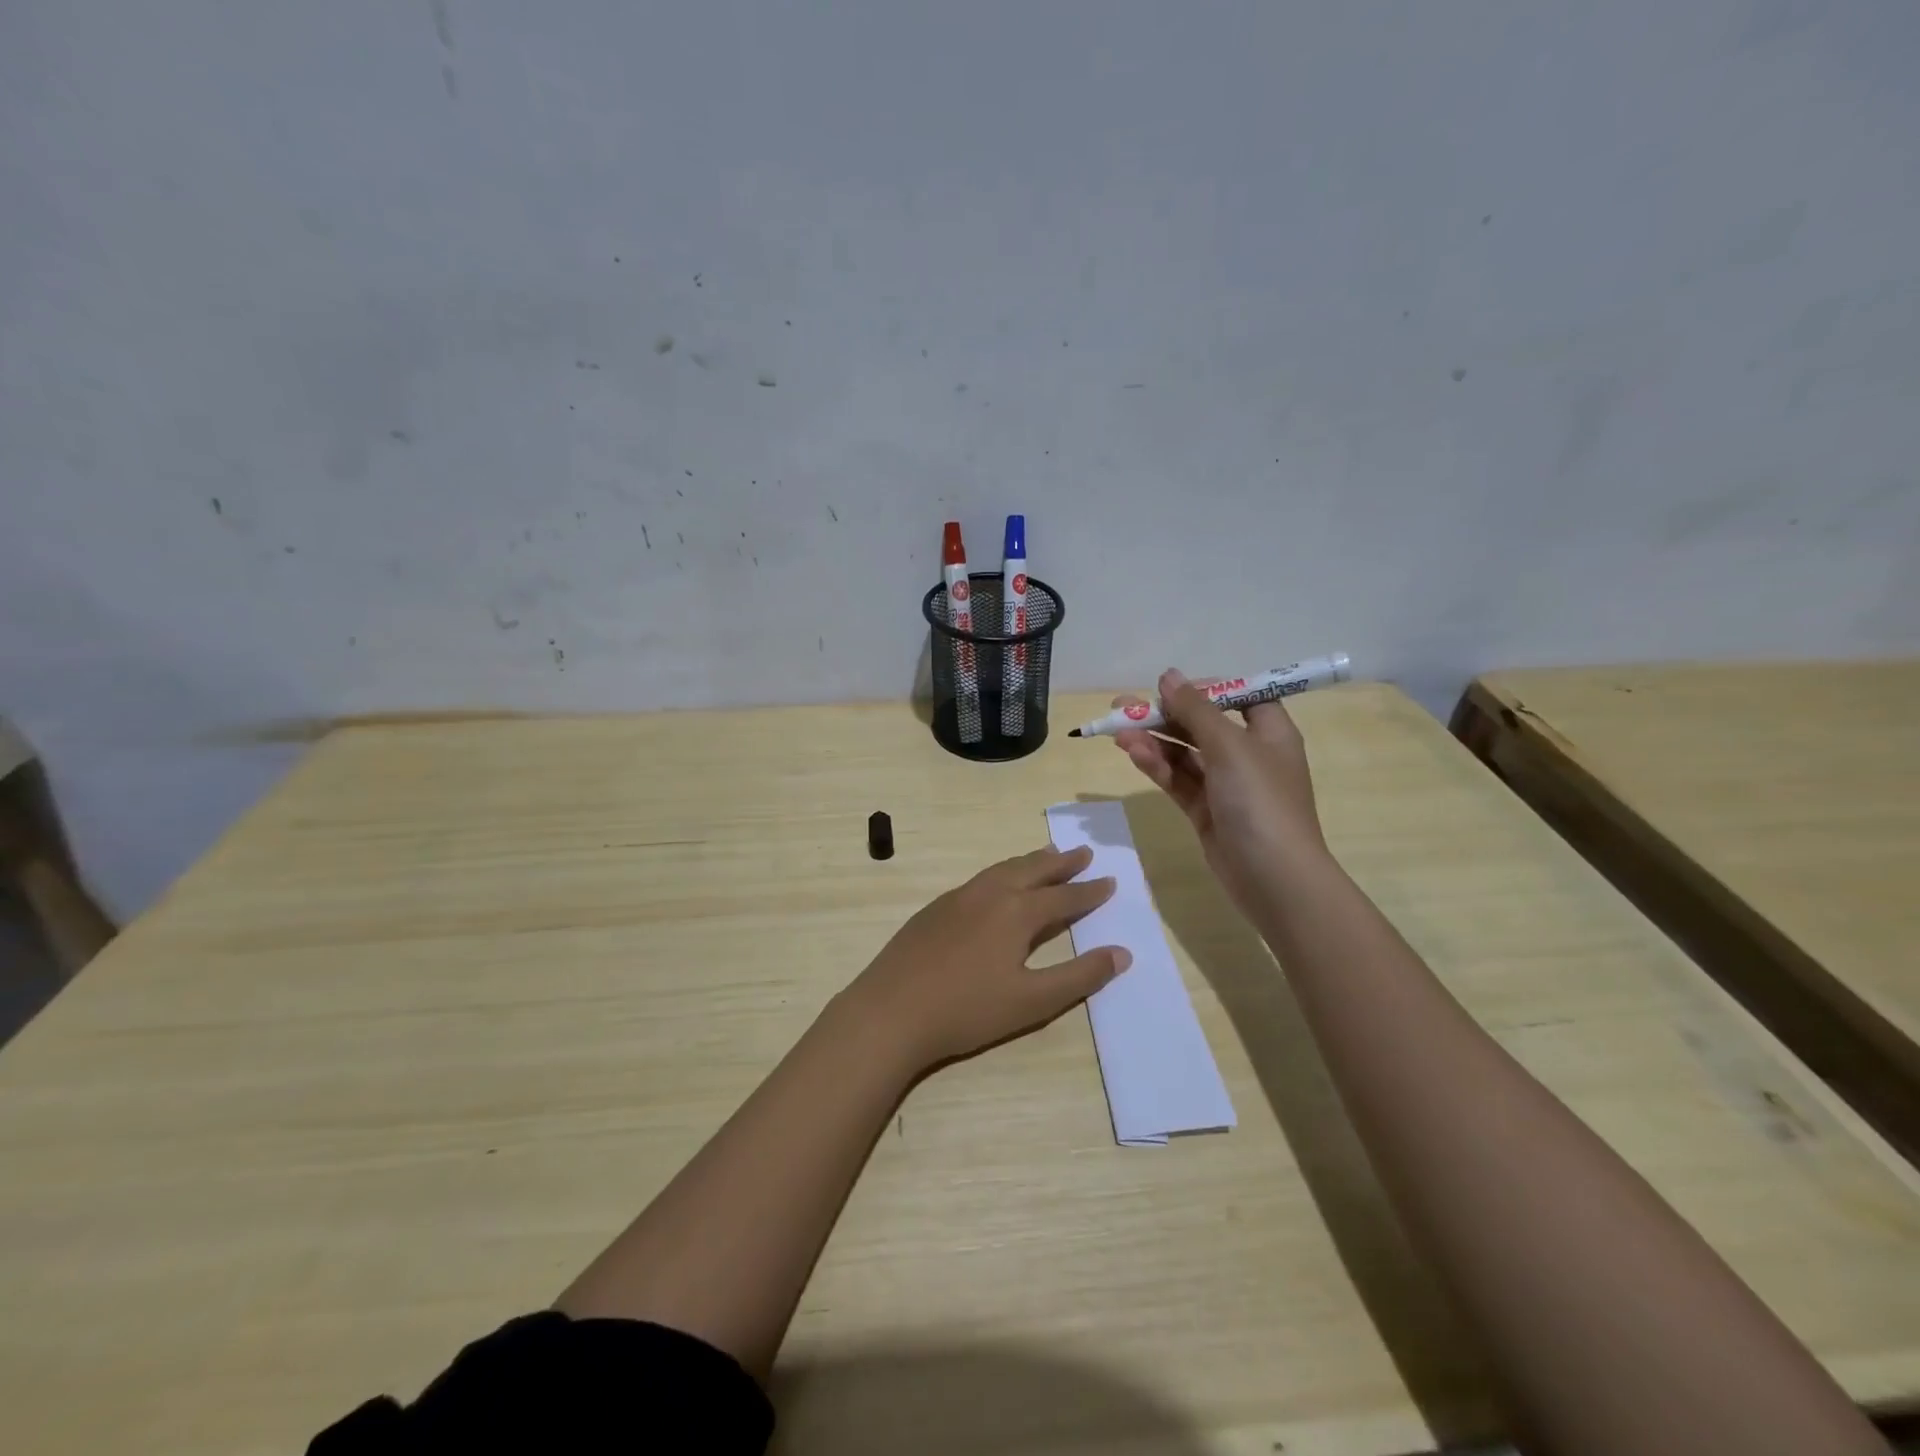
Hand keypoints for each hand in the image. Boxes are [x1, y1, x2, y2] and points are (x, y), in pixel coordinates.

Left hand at [843, 845, 1130, 1071]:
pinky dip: (1001, 872)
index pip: (1064, 896)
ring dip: (1029, 862)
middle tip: (1083, 851)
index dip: (1089, 891)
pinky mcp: (935, 909)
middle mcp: (989, 894)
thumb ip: (1079, 976)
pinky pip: (979, 879)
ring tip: (1046, 855)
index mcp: (1016, 912)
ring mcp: (958, 898)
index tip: (1110, 880)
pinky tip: (997, 884)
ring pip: (1002, 869)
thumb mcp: (1033, 1001)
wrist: (891, 1010)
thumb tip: (1122, 953)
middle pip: (1032, 870)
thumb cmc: (967, 1010)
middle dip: (1061, 862)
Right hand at [1112, 668, 1328, 917]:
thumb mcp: (1229, 746)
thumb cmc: (1260, 801)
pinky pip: (1179, 780)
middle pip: (1203, 725)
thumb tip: (1169, 676)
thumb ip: (1195, 710)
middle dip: (1164, 715)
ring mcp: (1227, 786)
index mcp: (1270, 733)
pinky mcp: (1207, 812)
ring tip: (1118, 733)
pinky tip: (1133, 755)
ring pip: (1185, 754)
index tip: (1172, 689)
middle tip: (1122, 707)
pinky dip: (1157, 767)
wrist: (1274, 878)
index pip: (1241, 698)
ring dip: (1154, 741)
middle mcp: (1249, 755)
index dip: (1208, 690)